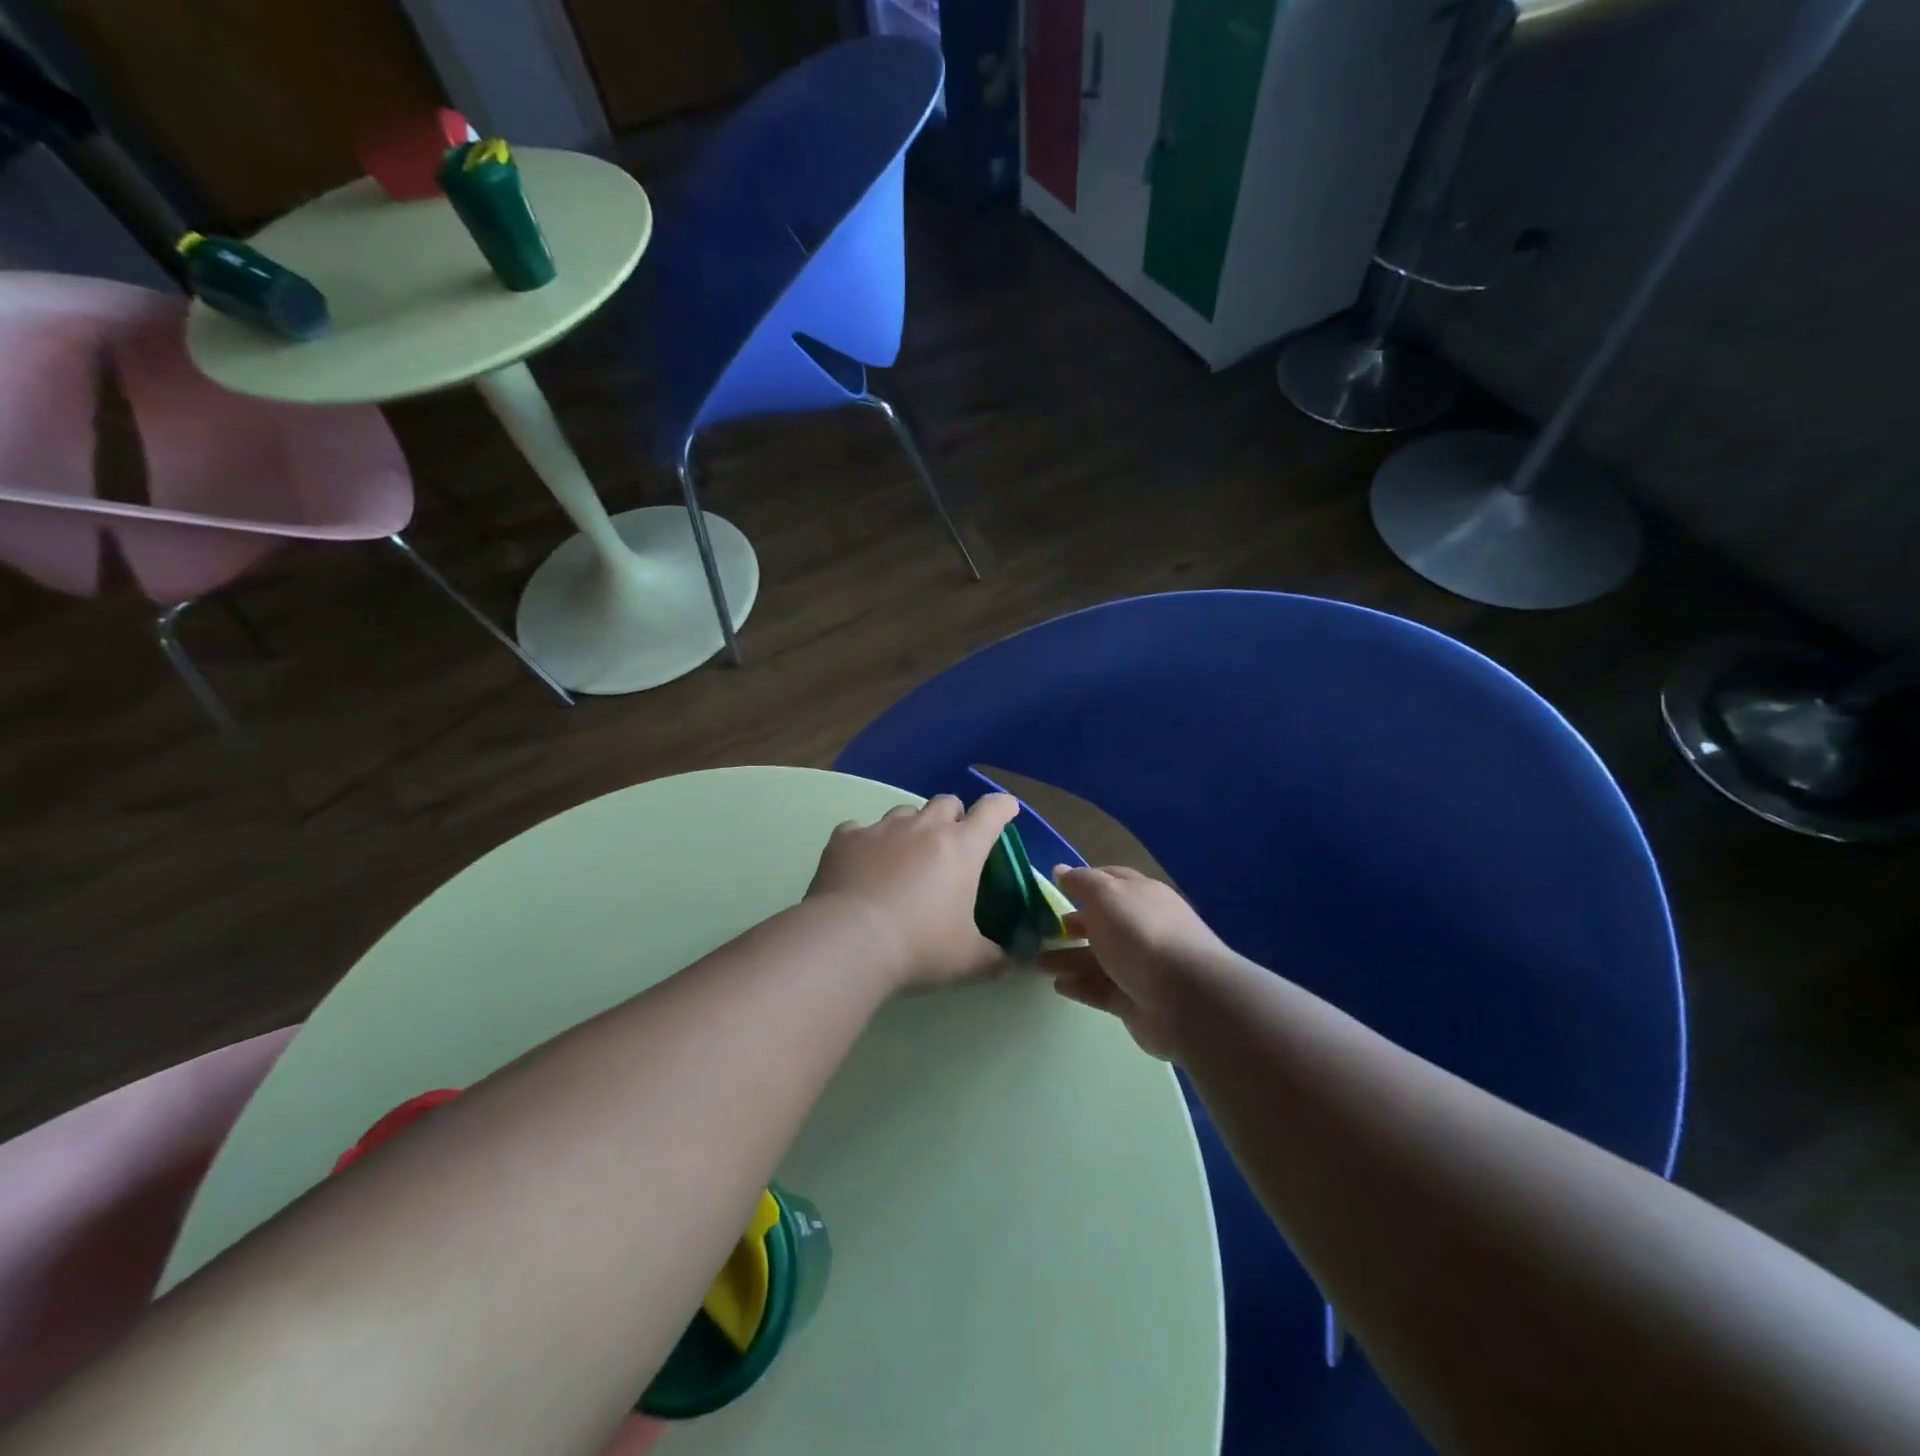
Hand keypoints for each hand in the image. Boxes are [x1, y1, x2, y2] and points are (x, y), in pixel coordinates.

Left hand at [806, 793, 1021, 991]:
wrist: (847, 943)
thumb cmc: (919, 947)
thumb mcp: (968, 961)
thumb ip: (997, 958)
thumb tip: (1016, 962)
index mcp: (961, 848)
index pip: (993, 811)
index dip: (1003, 807)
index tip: (1006, 812)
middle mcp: (923, 827)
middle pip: (947, 802)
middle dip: (954, 817)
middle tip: (951, 846)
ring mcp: (881, 829)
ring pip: (904, 812)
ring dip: (912, 828)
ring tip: (905, 858)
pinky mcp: (845, 839)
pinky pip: (859, 829)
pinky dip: (866, 842)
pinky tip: (862, 865)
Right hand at [1042, 865, 1233, 1059]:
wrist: (1186, 999)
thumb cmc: (1142, 935)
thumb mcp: (1106, 895)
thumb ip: (1081, 883)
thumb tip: (1061, 869)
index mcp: (1141, 895)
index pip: (1110, 880)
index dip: (1083, 882)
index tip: (1054, 887)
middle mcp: (1143, 927)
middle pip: (1103, 922)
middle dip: (1073, 924)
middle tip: (1041, 929)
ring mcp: (1141, 966)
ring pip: (1098, 958)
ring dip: (1068, 957)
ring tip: (1038, 963)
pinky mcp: (1135, 1001)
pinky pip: (1101, 989)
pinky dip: (1080, 986)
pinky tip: (1058, 986)